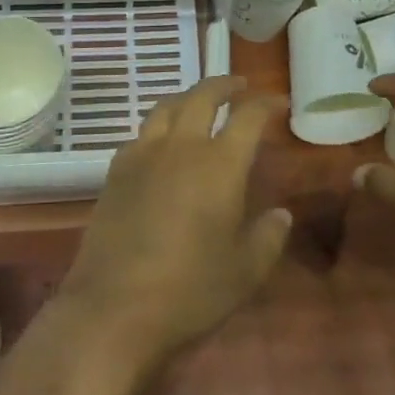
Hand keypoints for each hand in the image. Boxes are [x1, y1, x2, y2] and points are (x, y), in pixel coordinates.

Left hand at [56, 77, 292, 377]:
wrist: (113, 308)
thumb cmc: (190, 291)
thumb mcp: (245, 272)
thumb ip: (268, 237)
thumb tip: (281, 214)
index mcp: (220, 164)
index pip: (248, 117)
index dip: (266, 104)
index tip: (278, 103)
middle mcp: (181, 147)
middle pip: (202, 96)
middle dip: (224, 85)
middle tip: (239, 86)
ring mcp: (143, 156)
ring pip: (166, 107)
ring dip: (188, 97)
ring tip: (198, 103)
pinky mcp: (115, 172)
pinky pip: (141, 134)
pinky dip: (158, 127)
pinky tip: (161, 144)